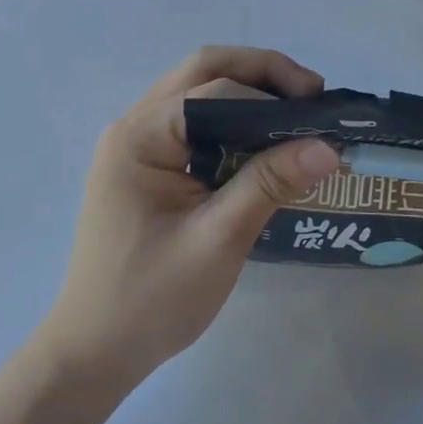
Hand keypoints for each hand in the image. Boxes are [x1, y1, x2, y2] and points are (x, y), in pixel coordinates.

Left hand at [36, 47, 340, 387]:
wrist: (94, 352)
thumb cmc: (151, 300)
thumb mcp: (218, 240)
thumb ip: (269, 184)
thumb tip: (328, 146)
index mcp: (141, 136)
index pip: (215, 90)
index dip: (272, 94)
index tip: (322, 113)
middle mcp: (134, 125)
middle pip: (203, 71)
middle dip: (262, 73)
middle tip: (312, 95)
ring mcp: (137, 143)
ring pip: (198, 91)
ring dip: (248, 90)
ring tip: (296, 113)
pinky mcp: (146, 164)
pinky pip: (193, 121)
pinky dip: (232, 118)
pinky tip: (263, 140)